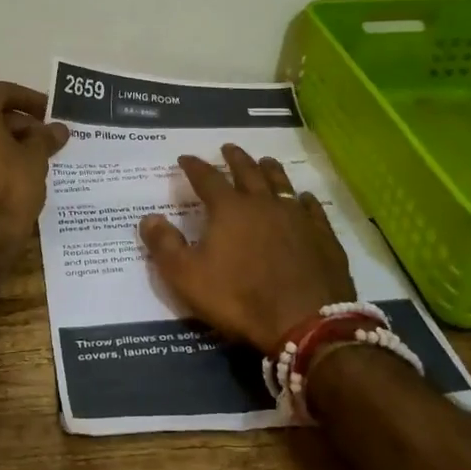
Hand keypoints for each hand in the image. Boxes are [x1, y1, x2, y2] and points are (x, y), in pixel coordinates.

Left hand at [0, 81, 69, 244]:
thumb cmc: (9, 190)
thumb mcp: (35, 160)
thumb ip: (45, 138)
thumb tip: (57, 128)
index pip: (3, 92)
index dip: (30, 99)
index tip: (50, 112)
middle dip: (18, 123)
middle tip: (45, 138)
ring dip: (3, 141)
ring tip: (33, 157)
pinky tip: (11, 173)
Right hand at [139, 145, 354, 354]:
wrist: (304, 322)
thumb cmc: (239, 298)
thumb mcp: (187, 276)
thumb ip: (164, 245)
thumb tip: (148, 218)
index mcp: (229, 209)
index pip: (207, 179)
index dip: (194, 167)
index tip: (185, 158)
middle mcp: (263, 203)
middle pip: (248, 172)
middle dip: (235, 159)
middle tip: (228, 147)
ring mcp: (297, 217)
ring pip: (281, 183)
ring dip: (270, 169)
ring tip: (264, 160)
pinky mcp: (322, 235)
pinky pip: (311, 208)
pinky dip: (304, 199)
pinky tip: (303, 198)